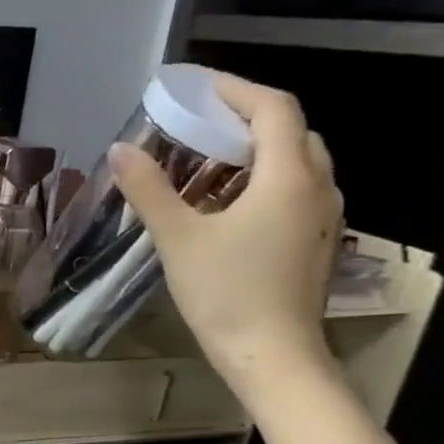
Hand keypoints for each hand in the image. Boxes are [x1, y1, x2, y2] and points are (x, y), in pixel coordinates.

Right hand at [109, 71, 343, 407]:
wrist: (273, 356)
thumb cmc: (227, 292)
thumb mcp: (178, 238)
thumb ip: (149, 189)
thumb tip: (120, 149)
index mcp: (289, 178)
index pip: (274, 108)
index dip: (236, 89)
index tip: (196, 87)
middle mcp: (318, 188)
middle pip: (291, 131)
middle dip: (245, 118)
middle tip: (197, 123)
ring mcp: (323, 217)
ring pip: (295, 162)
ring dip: (253, 150)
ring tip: (205, 159)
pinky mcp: (316, 241)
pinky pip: (293, 190)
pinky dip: (261, 179)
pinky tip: (224, 203)